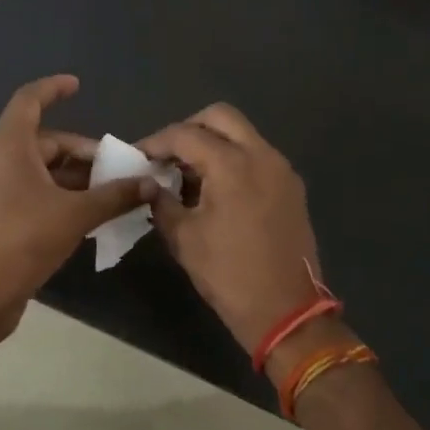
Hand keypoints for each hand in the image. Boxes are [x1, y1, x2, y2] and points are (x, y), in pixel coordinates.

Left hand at [0, 75, 156, 341]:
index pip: (28, 101)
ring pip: (36, 170)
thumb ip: (114, 196)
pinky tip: (83, 216)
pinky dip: (55, 195)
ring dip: (72, 178)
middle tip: (116, 171)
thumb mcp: (75, 216)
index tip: (78, 86)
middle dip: (81, 153)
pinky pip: (28, 192)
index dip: (53, 88)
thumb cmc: (21, 242)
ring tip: (108, 195)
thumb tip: (150, 183)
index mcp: (7, 148)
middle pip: (42, 142)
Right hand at [139, 105, 320, 355]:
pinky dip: (233, 159)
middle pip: (220, 117)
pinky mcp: (291, 187)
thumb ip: (162, 201)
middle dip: (189, 129)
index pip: (185, 135)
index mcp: (232, 165)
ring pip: (242, 134)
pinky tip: (215, 189)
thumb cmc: (229, 274)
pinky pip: (257, 156)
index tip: (138, 157)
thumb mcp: (184, 238)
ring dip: (213, 143)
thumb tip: (150, 184)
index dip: (156, 142)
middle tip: (168, 155)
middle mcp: (261, 156)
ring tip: (188, 173)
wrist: (287, 312)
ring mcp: (281, 169)